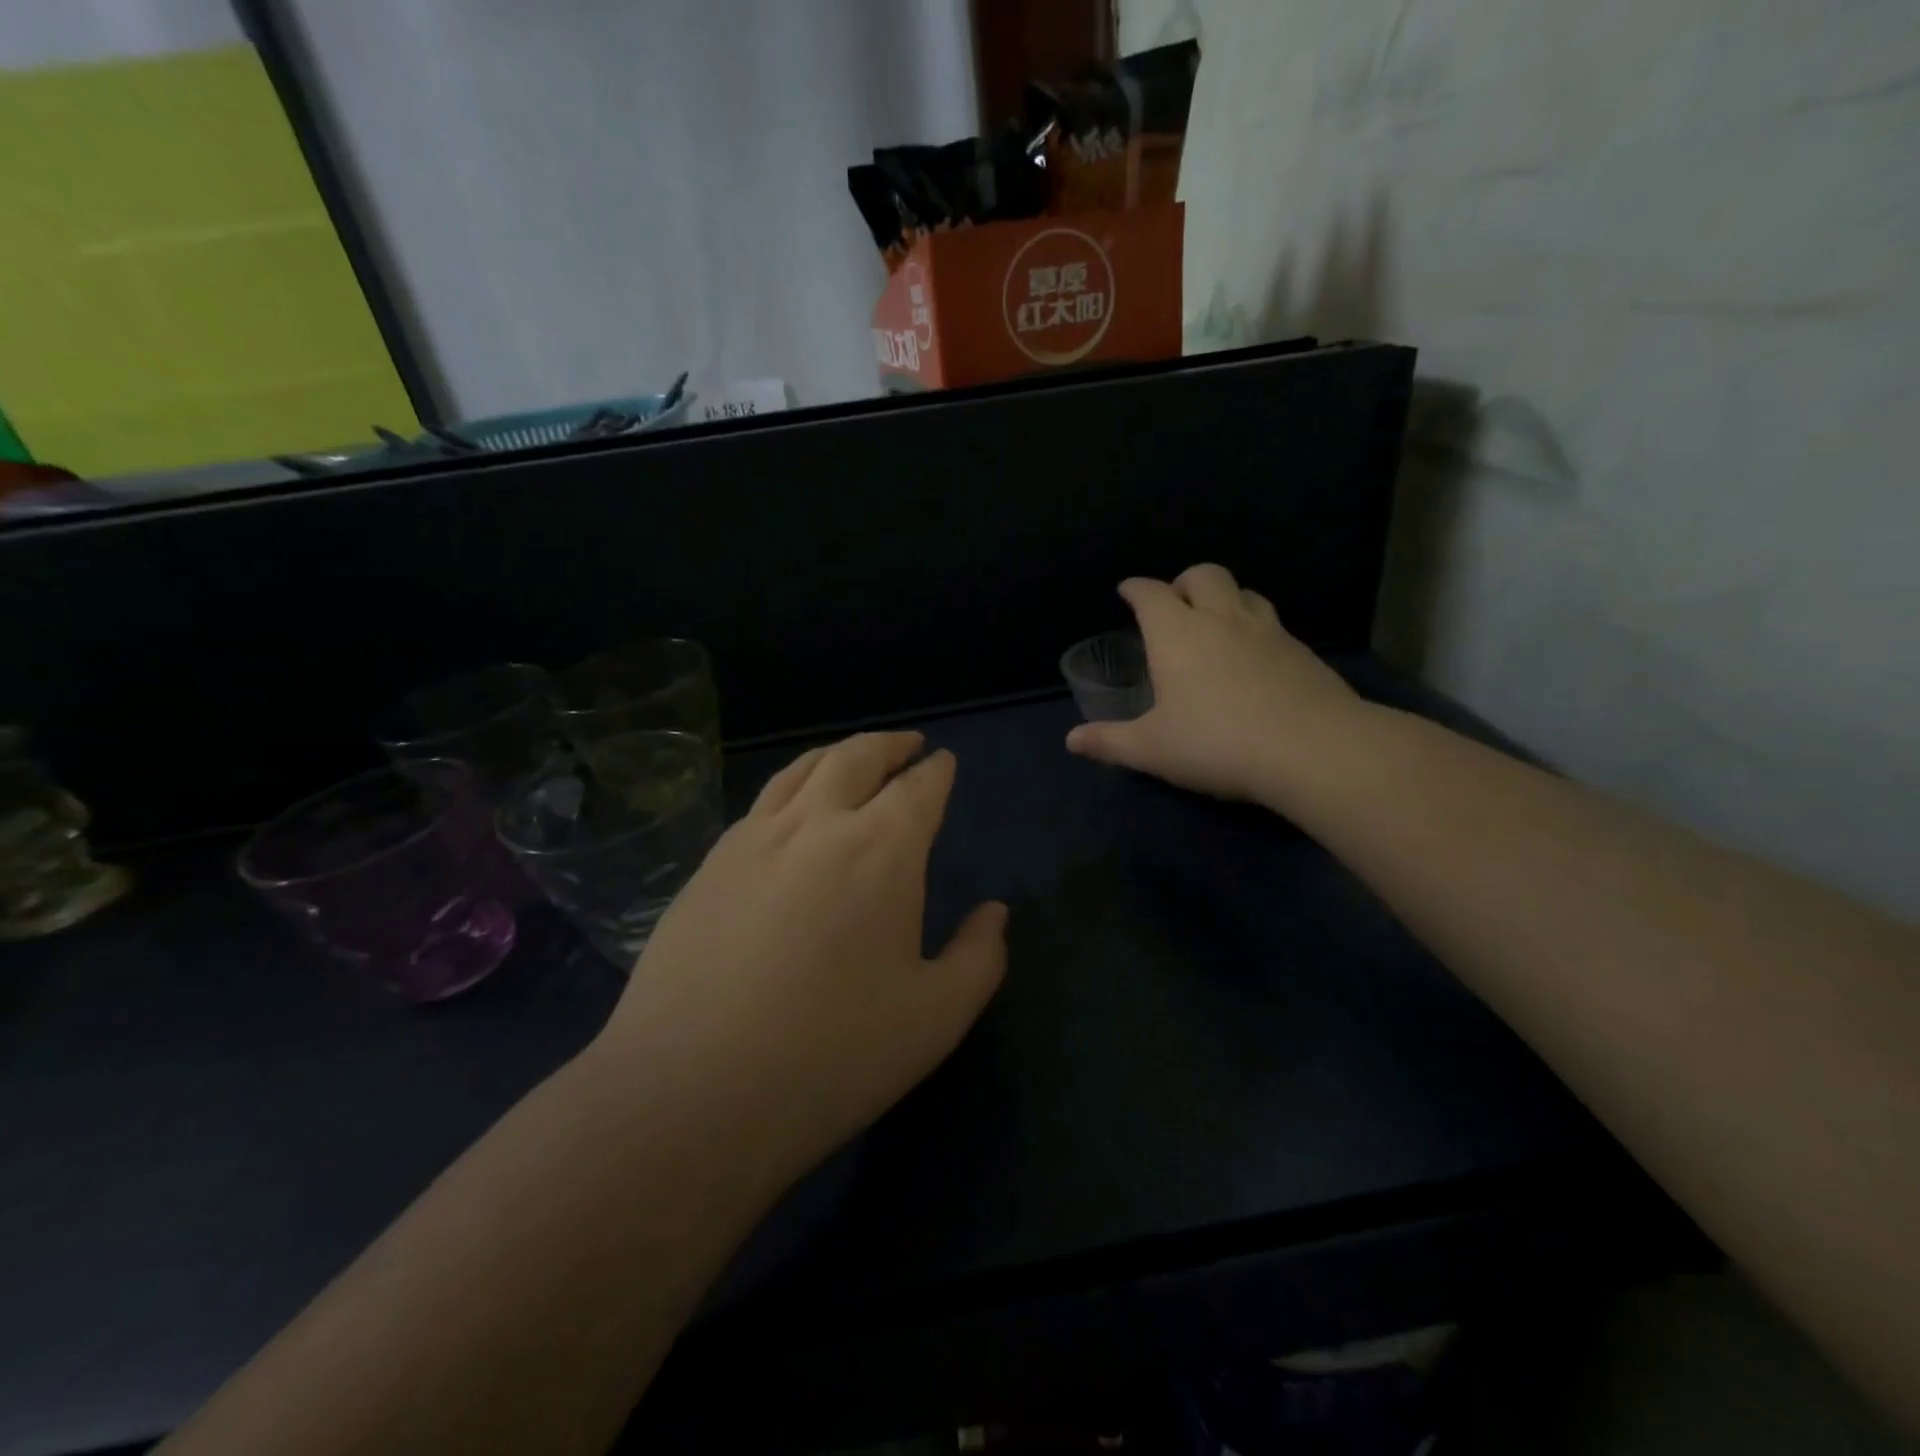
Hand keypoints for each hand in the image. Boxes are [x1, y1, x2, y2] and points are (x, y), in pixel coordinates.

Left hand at [597, 732, 1006, 1188]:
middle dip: (889, 745)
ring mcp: (753, 840)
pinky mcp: (708, 866)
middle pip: (856, 757)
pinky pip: (760, 804)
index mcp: (881, 849)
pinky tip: (790, 810)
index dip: (937, 772)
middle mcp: (816, 824)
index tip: (944, 763)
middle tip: (907, 745)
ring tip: (853, 758)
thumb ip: (979, 956)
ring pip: (801, 770)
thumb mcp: (936, 1016)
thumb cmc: (832, 1054)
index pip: (918, 788)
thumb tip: (993, 912)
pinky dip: (791, 787)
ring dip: (837, 754)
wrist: (691, 1092)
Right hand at [1066, 563, 1364, 804]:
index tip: (1127, 591)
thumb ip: (1109, 742)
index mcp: (1177, 634)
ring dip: (1225, 598)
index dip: (1135, 589)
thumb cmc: (1216, 743)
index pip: (1151, 594)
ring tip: (1216, 624)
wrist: (1312, 749)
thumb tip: (1071, 741)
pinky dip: (1256, 628)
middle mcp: (1222, 620)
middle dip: (1184, 582)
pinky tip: (1255, 658)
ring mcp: (1268, 632)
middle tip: (1175, 604)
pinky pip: (1273, 623)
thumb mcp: (1152, 749)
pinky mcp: (1302, 651)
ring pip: (1245, 592)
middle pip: (1204, 574)